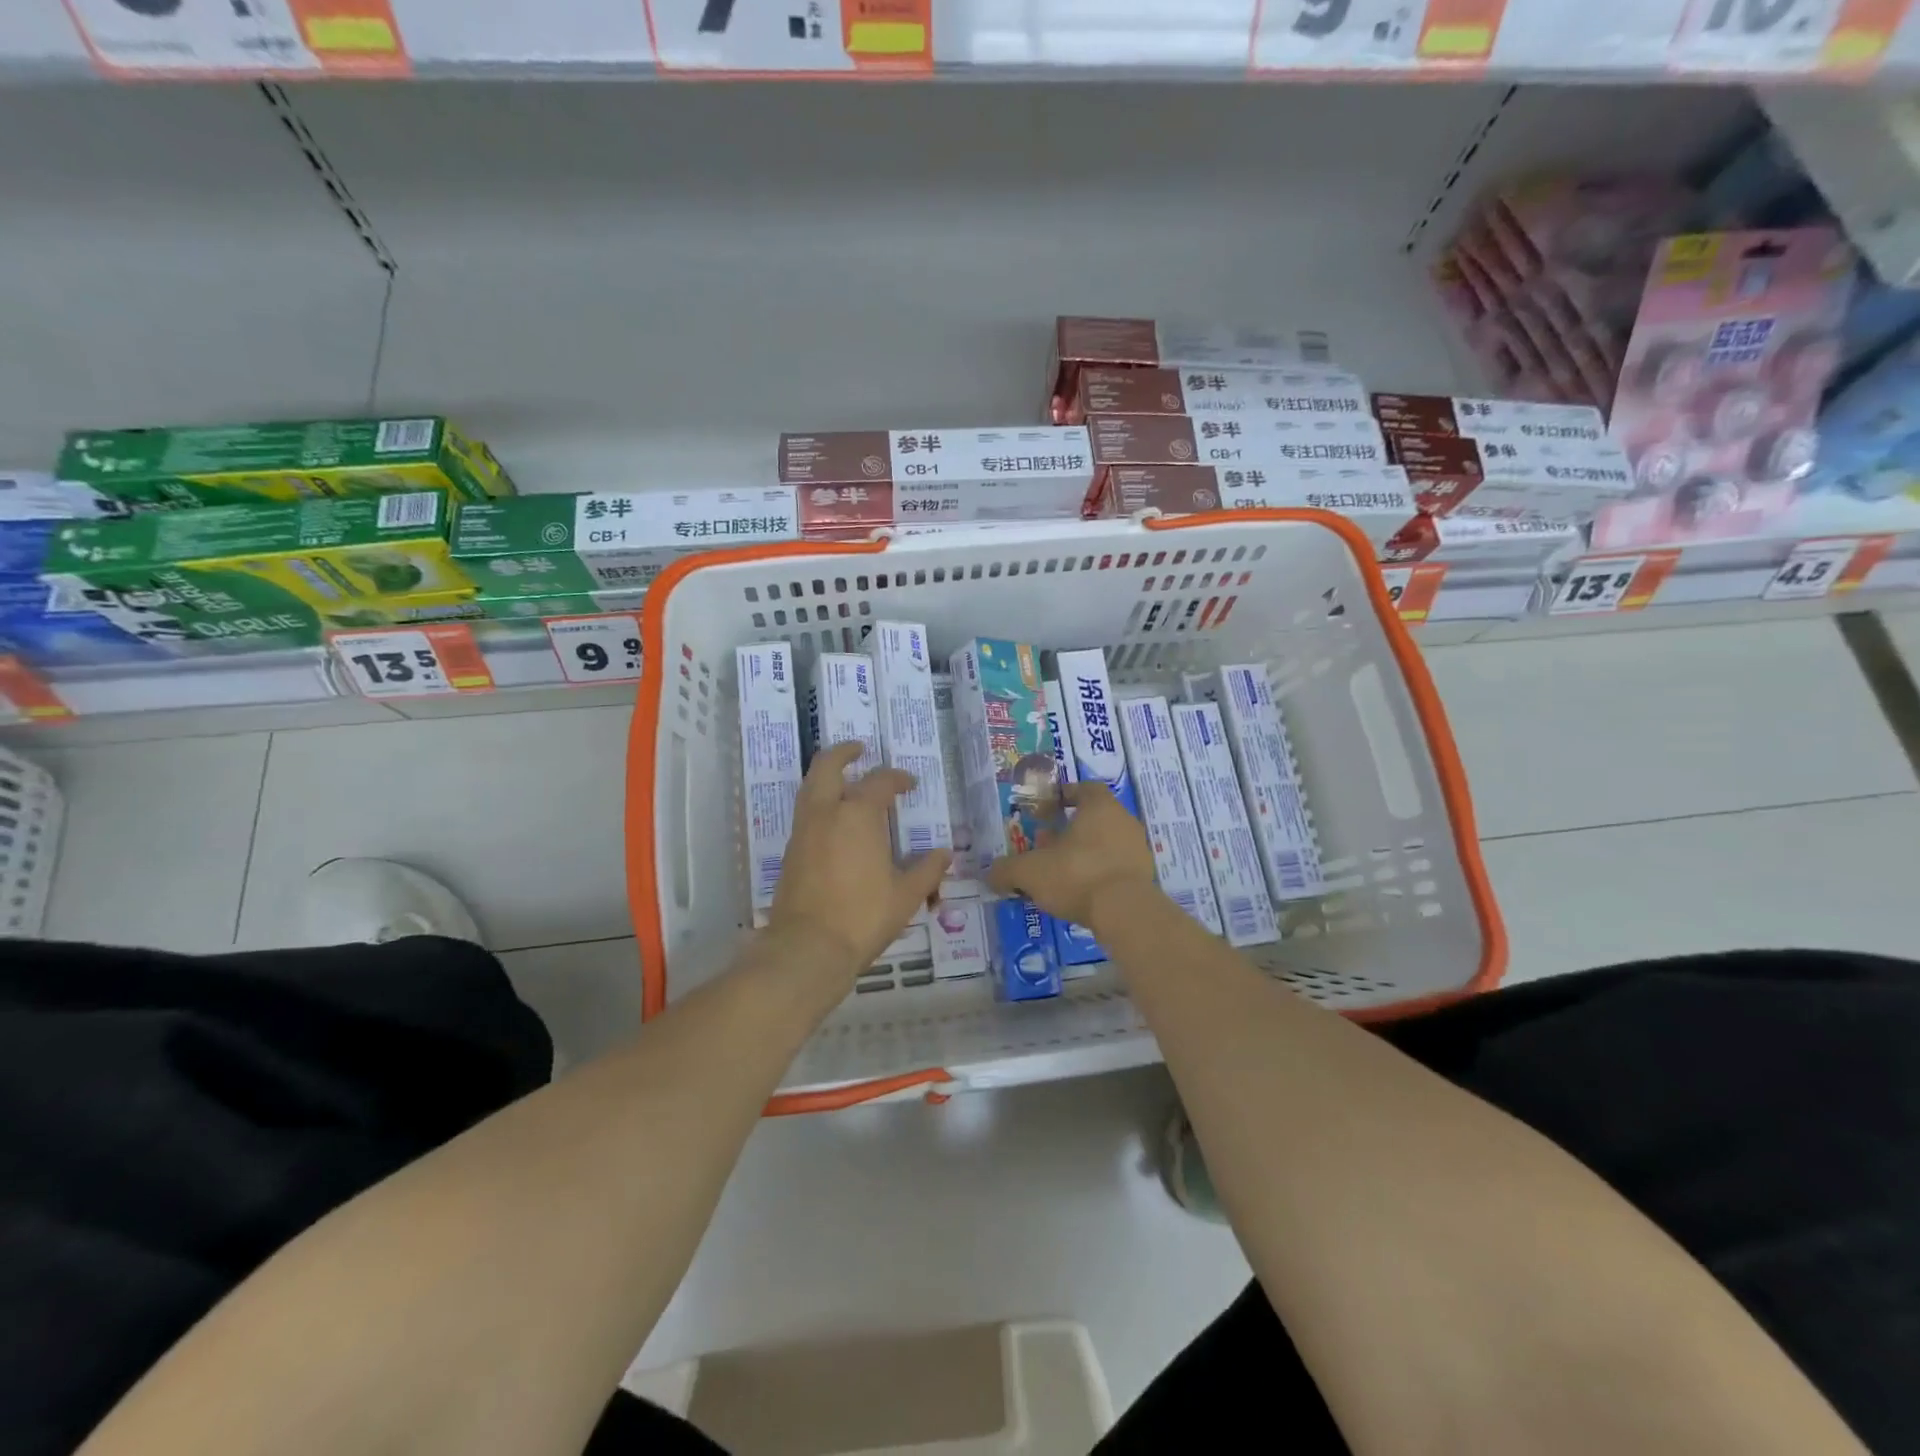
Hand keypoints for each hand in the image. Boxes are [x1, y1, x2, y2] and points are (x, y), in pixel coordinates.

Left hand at [766, 741, 951, 975]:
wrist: (808, 947)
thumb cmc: (863, 916)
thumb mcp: (906, 895)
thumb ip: (927, 870)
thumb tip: (944, 853)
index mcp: (858, 814)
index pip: (880, 782)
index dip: (897, 778)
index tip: (909, 784)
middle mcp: (826, 812)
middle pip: (827, 766)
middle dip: (843, 753)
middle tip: (859, 749)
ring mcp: (803, 831)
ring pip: (810, 787)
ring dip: (827, 777)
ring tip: (846, 782)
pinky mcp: (789, 852)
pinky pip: (805, 814)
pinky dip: (820, 804)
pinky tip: (835, 823)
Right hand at [985, 781, 1156, 929]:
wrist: (1126, 913)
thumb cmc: (1077, 875)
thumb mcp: (1030, 871)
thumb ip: (1007, 870)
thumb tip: (991, 875)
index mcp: (1100, 807)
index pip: (1086, 788)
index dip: (1067, 794)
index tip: (1051, 806)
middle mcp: (1124, 821)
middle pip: (1095, 817)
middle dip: (1071, 829)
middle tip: (1047, 844)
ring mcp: (1138, 850)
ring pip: (1106, 843)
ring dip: (1085, 853)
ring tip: (1061, 872)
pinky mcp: (1145, 878)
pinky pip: (1117, 868)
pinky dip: (1099, 874)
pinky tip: (1082, 892)